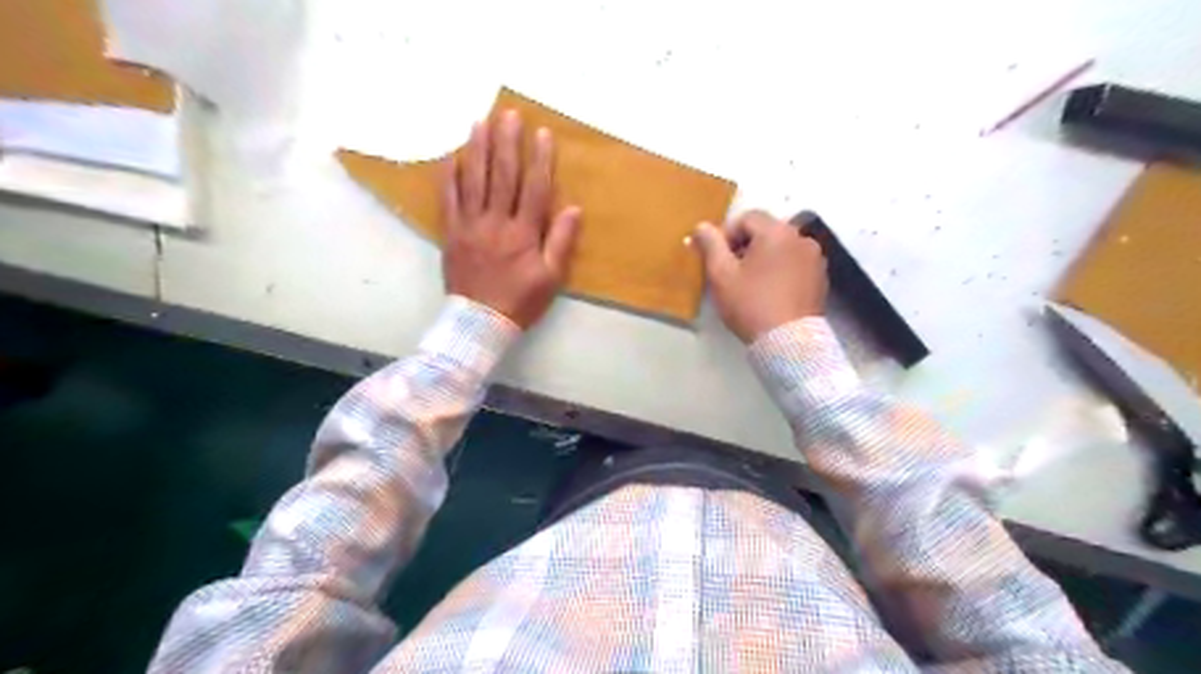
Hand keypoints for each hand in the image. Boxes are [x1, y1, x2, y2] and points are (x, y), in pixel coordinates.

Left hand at [445, 110, 586, 328]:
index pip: (534, 189)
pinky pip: (448, 199)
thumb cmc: (520, 301)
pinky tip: (451, 155)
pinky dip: (449, 176)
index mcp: (523, 234)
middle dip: (506, 143)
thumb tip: (573, 208)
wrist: (479, 322)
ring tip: (480, 122)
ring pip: (473, 181)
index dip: (540, 160)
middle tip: (508, 114)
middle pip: (502, 176)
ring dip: (477, 149)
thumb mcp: (551, 277)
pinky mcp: (451, 233)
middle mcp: (496, 223)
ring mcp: (470, 226)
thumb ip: (561, 242)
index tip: (542, 133)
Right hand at [696, 210, 825, 342]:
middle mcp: (800, 237)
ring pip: (781, 248)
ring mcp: (814, 258)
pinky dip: (781, 270)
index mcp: (776, 232)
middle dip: (745, 247)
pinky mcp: (821, 277)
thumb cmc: (751, 305)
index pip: (746, 218)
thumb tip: (702, 226)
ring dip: (764, 258)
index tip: (717, 260)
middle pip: (766, 231)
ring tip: (751, 284)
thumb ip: (711, 245)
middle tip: (731, 273)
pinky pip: (795, 264)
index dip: (726, 235)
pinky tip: (771, 293)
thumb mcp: (721, 275)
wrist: (788, 342)